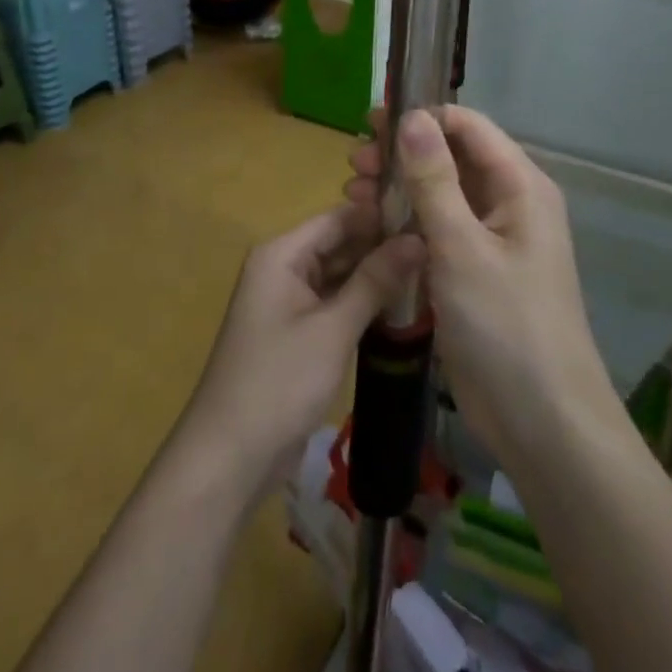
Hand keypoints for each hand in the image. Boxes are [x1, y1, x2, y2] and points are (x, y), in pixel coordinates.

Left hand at [181, 206, 423, 491]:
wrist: (231, 455)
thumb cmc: (279, 381)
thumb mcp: (333, 328)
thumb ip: (375, 280)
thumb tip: (417, 238)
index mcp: (281, 254)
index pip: (339, 218)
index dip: (383, 216)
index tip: (431, 218)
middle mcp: (282, 269)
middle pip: (340, 245)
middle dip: (384, 248)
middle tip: (439, 250)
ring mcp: (288, 302)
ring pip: (340, 276)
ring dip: (378, 277)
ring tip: (433, 273)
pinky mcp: (297, 333)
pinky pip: (335, 304)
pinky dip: (364, 304)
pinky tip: (404, 307)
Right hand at [346, 108, 609, 465]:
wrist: (542, 420)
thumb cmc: (506, 324)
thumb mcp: (462, 247)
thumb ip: (434, 179)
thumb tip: (412, 116)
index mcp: (519, 186)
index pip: (468, 126)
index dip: (420, 117)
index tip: (370, 124)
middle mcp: (508, 204)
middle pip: (450, 158)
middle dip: (401, 154)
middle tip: (352, 165)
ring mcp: (490, 240)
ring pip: (440, 195)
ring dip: (397, 188)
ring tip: (352, 194)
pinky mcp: (473, 271)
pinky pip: (437, 231)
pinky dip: (405, 223)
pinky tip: (370, 227)